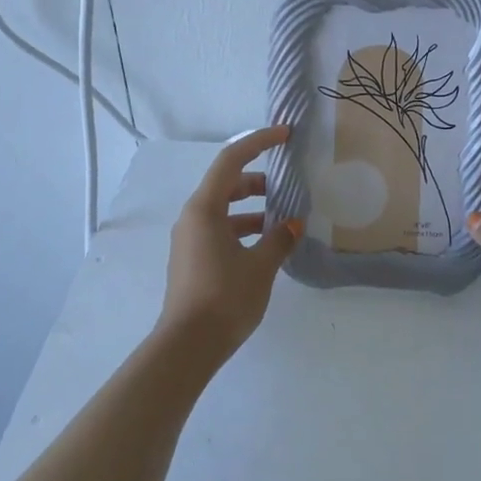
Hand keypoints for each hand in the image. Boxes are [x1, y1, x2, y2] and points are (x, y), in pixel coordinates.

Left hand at [157, 126, 302, 362]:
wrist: (188, 345)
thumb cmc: (225, 298)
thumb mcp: (260, 266)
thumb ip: (279, 239)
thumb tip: (292, 224)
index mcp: (204, 209)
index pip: (231, 160)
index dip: (259, 142)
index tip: (285, 135)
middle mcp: (192, 218)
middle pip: (226, 184)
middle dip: (258, 180)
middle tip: (287, 186)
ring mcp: (189, 240)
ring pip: (223, 210)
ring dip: (252, 209)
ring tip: (283, 220)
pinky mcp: (192, 259)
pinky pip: (220, 230)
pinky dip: (243, 229)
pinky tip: (266, 246)